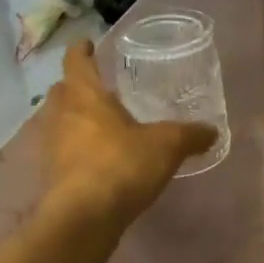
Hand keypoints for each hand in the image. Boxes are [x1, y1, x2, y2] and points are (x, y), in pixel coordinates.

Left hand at [37, 40, 216, 222]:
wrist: (83, 218)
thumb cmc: (121, 165)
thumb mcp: (166, 146)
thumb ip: (190, 135)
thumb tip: (213, 131)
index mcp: (84, 95)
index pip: (76, 61)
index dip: (82, 50)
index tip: (88, 44)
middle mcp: (61, 115)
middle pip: (62, 91)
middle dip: (77, 87)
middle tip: (100, 89)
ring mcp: (50, 147)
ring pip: (59, 122)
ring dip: (75, 120)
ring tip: (101, 126)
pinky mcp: (50, 176)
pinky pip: (62, 152)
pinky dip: (76, 150)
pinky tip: (97, 161)